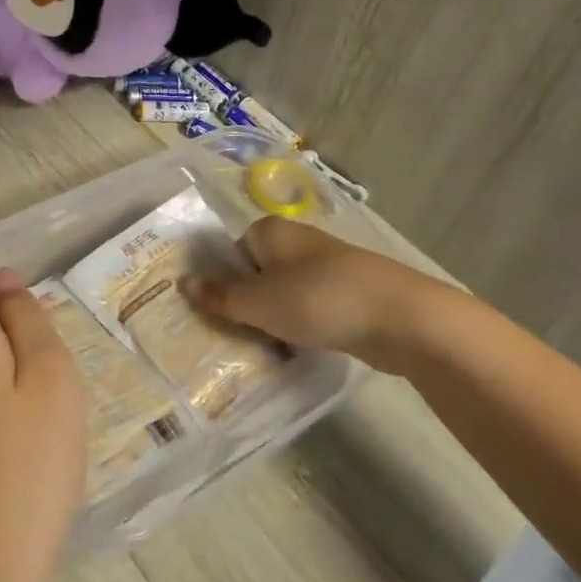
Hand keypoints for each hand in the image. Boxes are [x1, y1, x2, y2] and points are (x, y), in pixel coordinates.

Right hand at [184, 216, 457, 372]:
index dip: (221, 284)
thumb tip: (181, 283)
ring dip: (274, 319)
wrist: (399, 316)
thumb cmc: (317, 299)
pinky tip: (297, 350)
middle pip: (256, 273)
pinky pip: (310, 308)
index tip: (215, 315)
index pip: (231, 253)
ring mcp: (324, 266)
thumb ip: (220, 296)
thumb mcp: (259, 303)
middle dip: (247, 304)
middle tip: (233, 337)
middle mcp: (295, 241)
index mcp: (269, 231)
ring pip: (284, 293)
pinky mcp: (347, 292)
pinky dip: (301, 326)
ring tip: (262, 349)